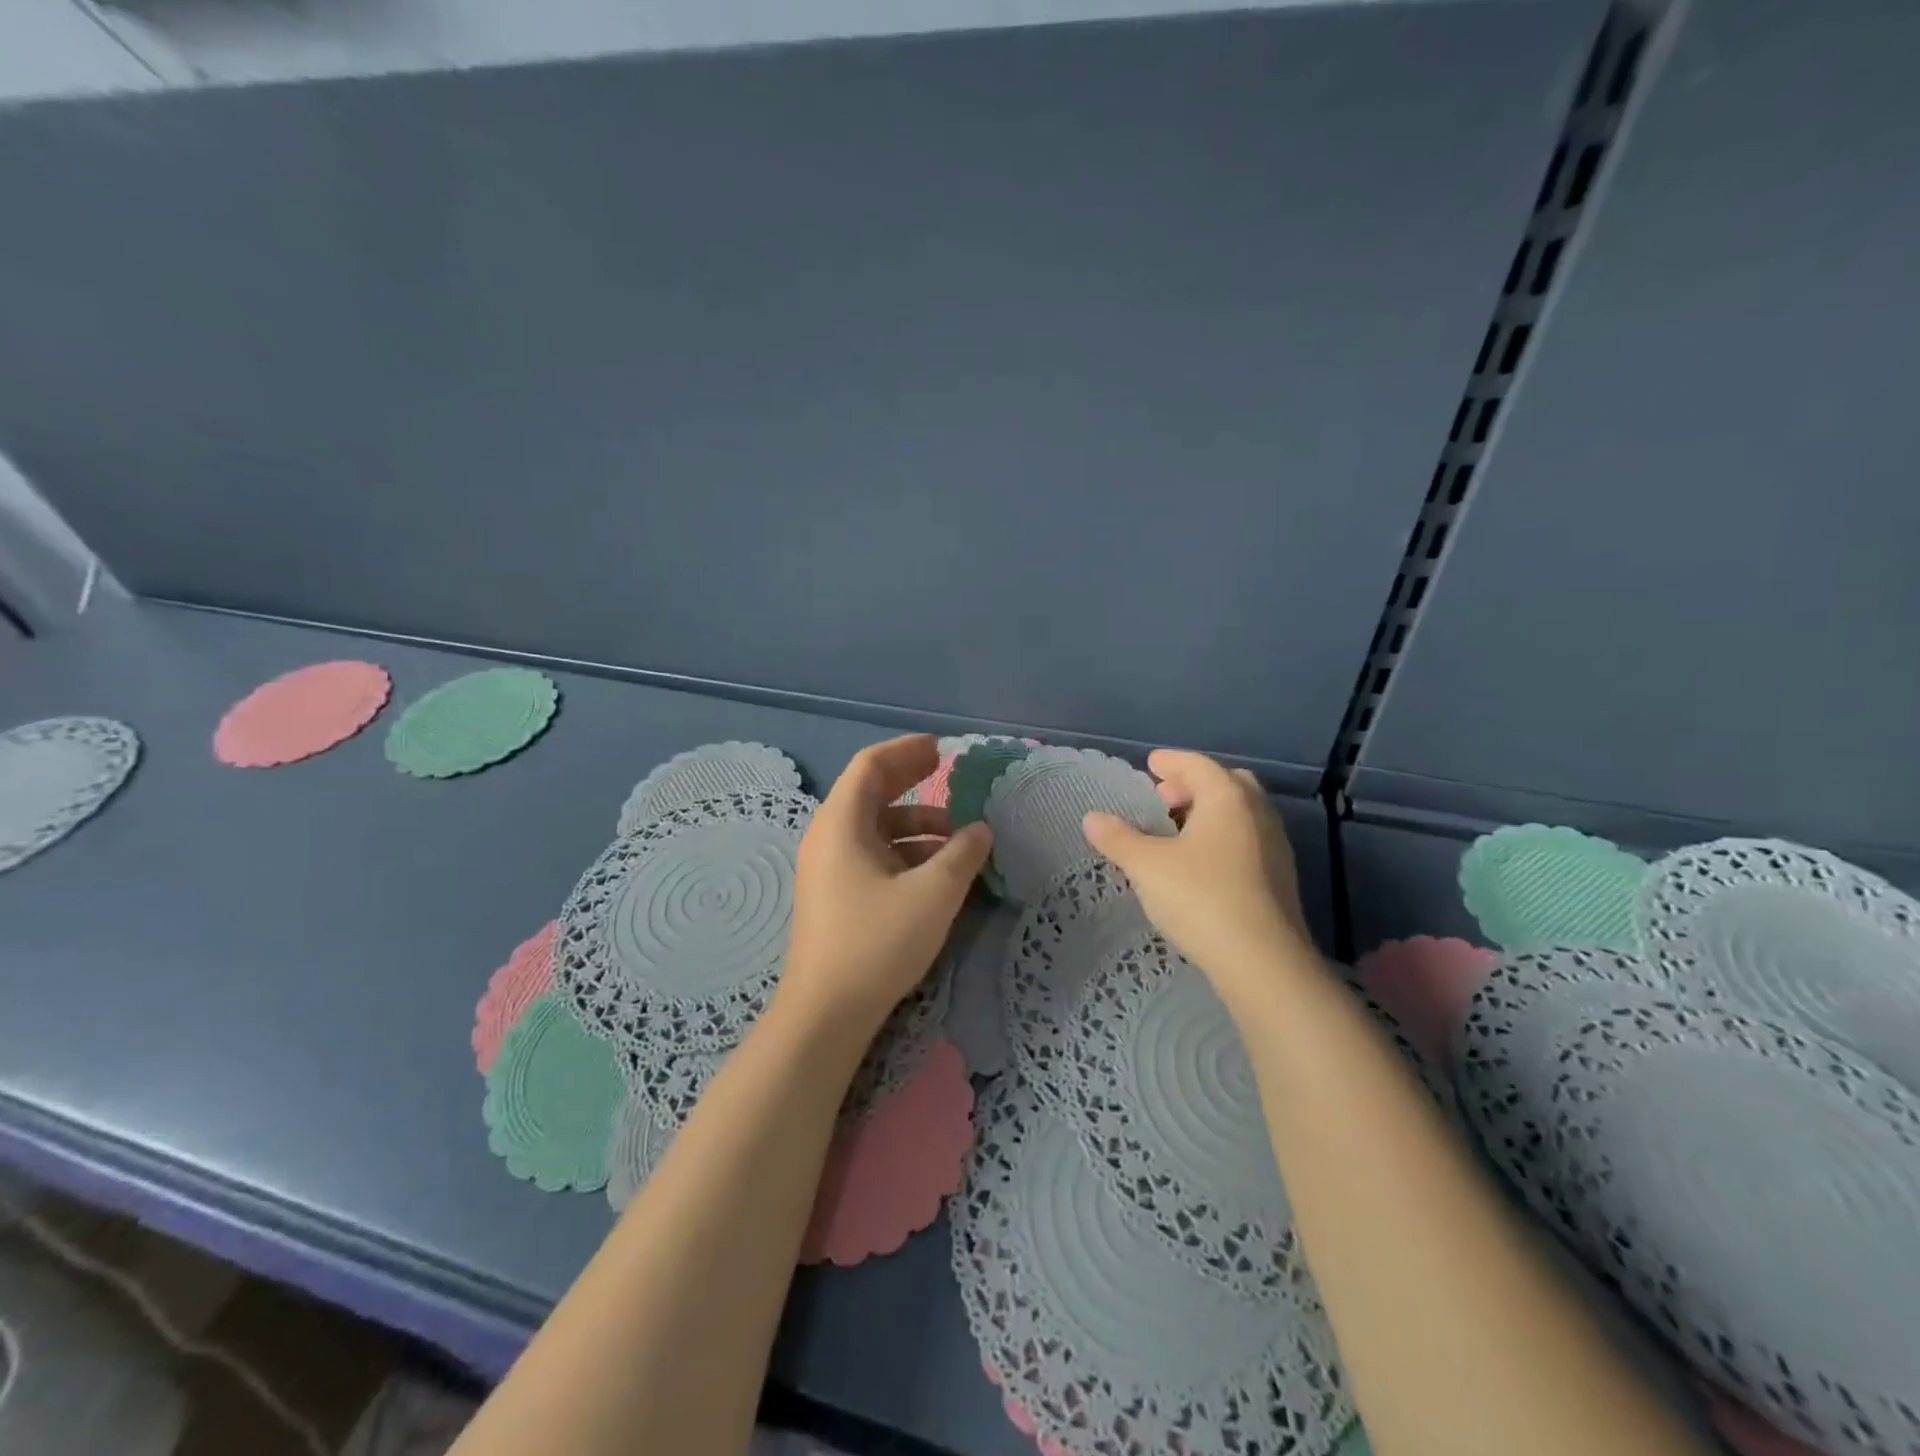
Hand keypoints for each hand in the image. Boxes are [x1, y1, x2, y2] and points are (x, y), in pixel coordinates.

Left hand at [780, 735, 993, 1029]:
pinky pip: (872, 855)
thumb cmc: (877, 942)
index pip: (870, 766)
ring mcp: (829, 868)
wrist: (826, 1013)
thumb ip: (962, 854)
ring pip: (876, 828)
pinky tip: (937, 871)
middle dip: (910, 780)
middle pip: (870, 792)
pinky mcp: (836, 895)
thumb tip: (981, 829)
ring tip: (958, 838)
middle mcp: (829, 838)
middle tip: (948, 773)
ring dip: (916, 824)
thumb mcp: (933, 894)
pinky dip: (905, 851)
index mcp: (841, 824)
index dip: (906, 752)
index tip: (941, 749)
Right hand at [1081, 749, 1314, 992]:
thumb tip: (1092, 818)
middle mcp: (1258, 815)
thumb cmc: (1201, 898)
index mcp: (1228, 799)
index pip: (1198, 765)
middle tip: (1164, 799)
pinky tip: (1200, 865)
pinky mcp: (1280, 879)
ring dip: (1209, 813)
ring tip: (1177, 832)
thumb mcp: (1147, 866)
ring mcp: (1275, 847)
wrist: (1263, 962)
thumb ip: (1118, 838)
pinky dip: (1222, 838)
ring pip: (1240, 814)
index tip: (1151, 764)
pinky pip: (1247, 841)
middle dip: (1194, 785)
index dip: (1171, 762)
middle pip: (1227, 784)